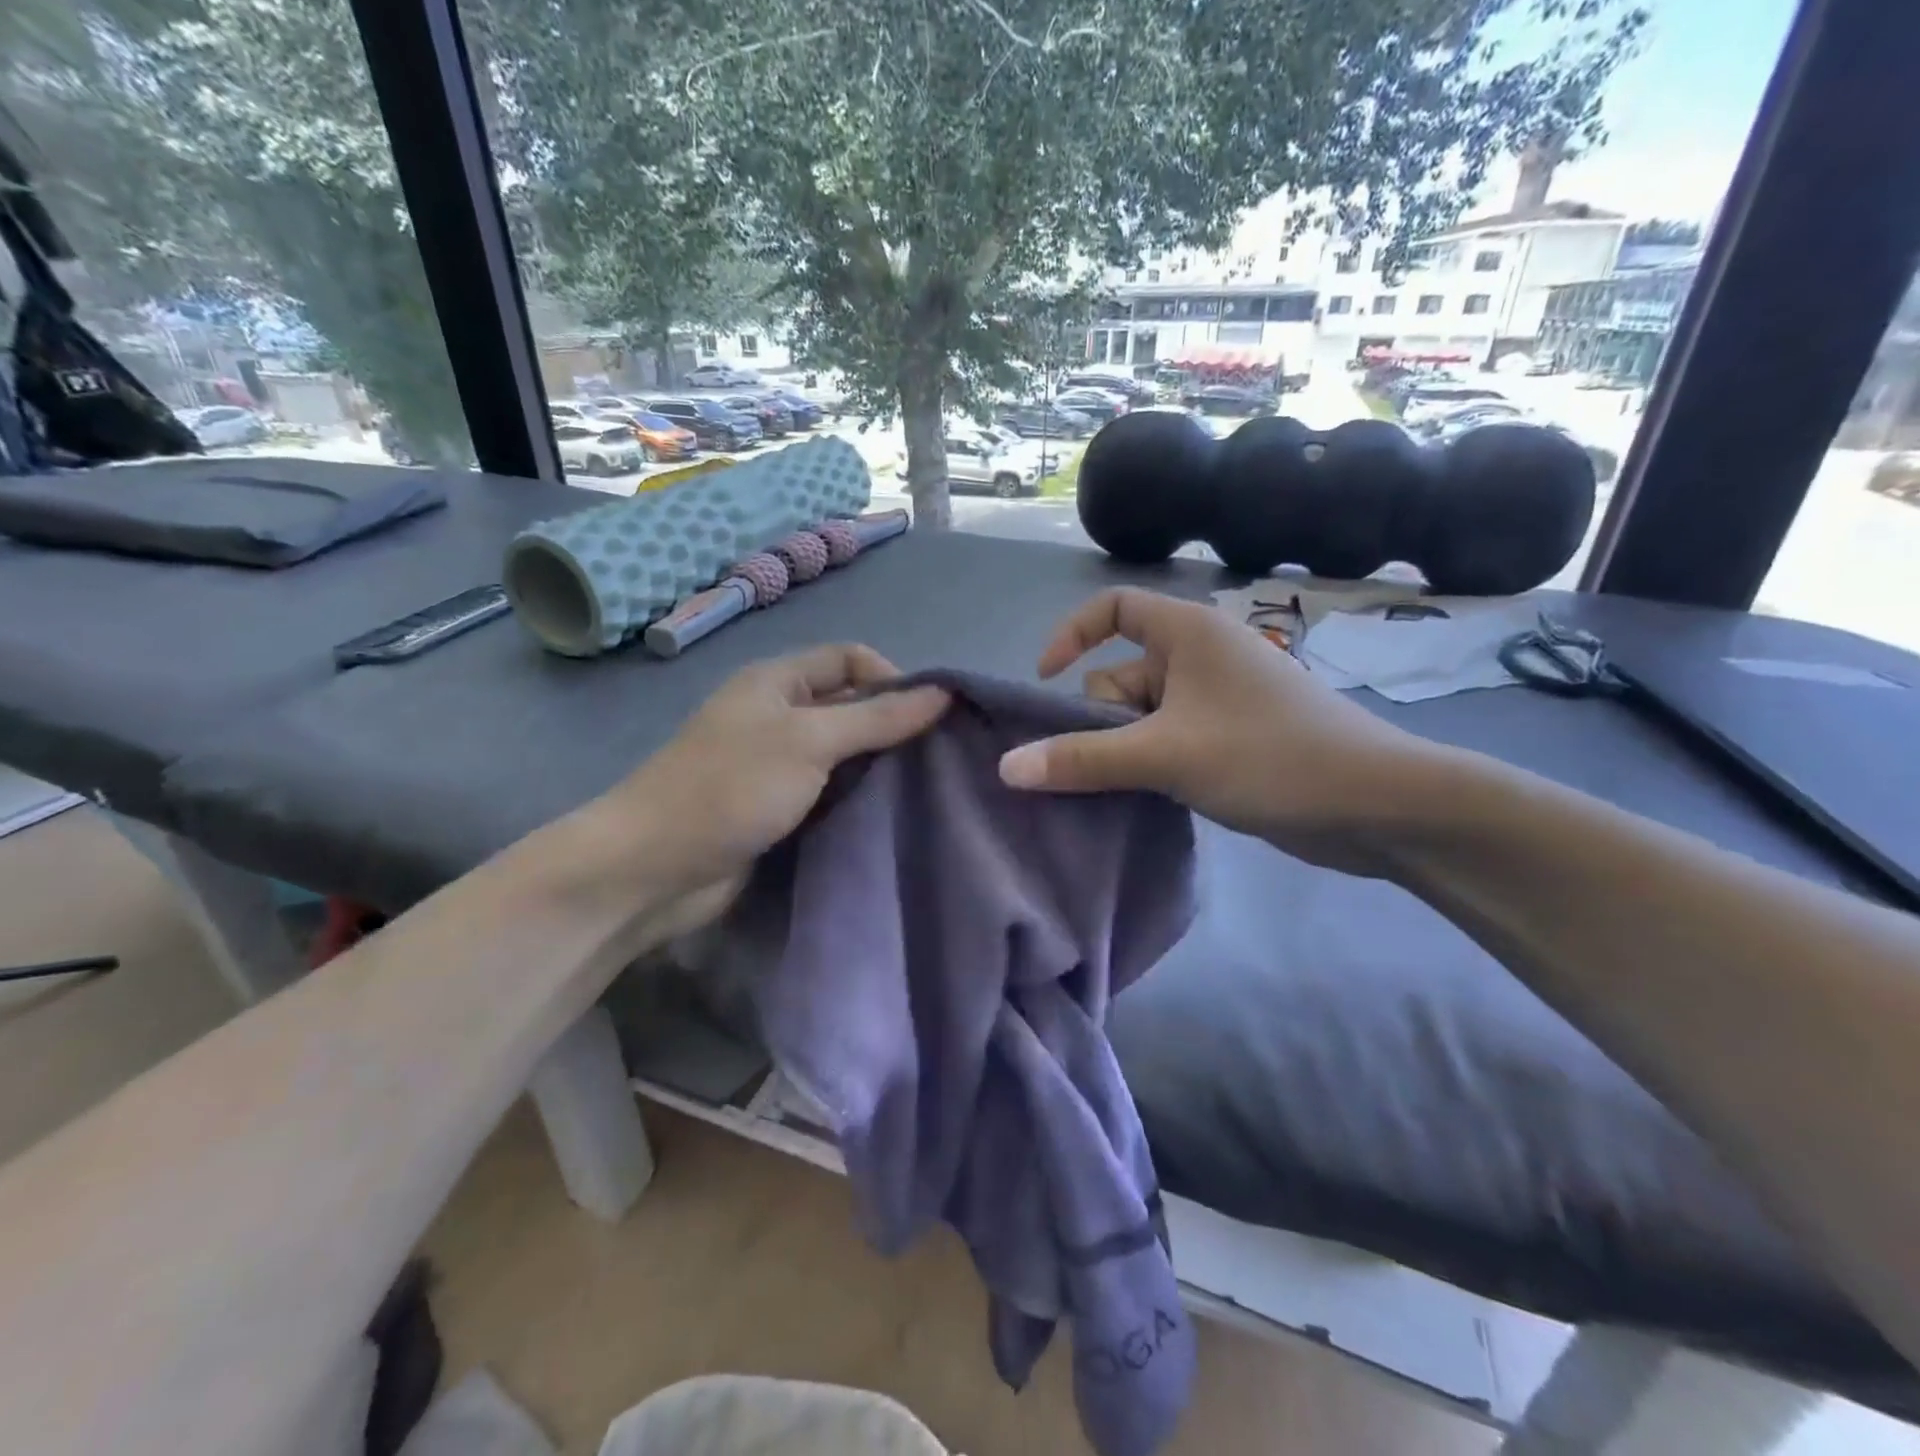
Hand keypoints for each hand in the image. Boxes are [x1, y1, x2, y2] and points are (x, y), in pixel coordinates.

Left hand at [583, 645, 948, 921]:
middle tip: (937, 756)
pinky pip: (829, 791)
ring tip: (924, 787)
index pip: (849, 658)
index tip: (930, 716)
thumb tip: (943, 693)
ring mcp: (775, 765)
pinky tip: (889, 813)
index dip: (892, 677)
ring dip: (878, 766)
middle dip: (892, 725)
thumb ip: (877, 718)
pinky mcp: (777, 808)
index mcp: (778, 681)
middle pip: (849, 705)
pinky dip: (857, 797)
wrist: (654, 868)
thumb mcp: (810, 741)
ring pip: (842, 753)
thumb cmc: (731, 787)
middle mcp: (778, 715)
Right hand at [997, 588, 1431, 871]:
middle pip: (1119, 675)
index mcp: (1188, 632)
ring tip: (1139, 788)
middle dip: (1103, 721)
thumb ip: (1082, 759)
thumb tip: (1006, 767)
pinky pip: (1166, 742)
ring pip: (1141, 718)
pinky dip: (1150, 766)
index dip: (1070, 636)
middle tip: (1120, 763)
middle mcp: (1200, 658)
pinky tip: (1150, 799)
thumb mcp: (1165, 755)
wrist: (1376, 806)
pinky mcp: (1229, 740)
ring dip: (1125, 752)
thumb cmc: (1269, 756)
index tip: (1045, 683)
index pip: (1112, 608)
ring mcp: (1217, 702)